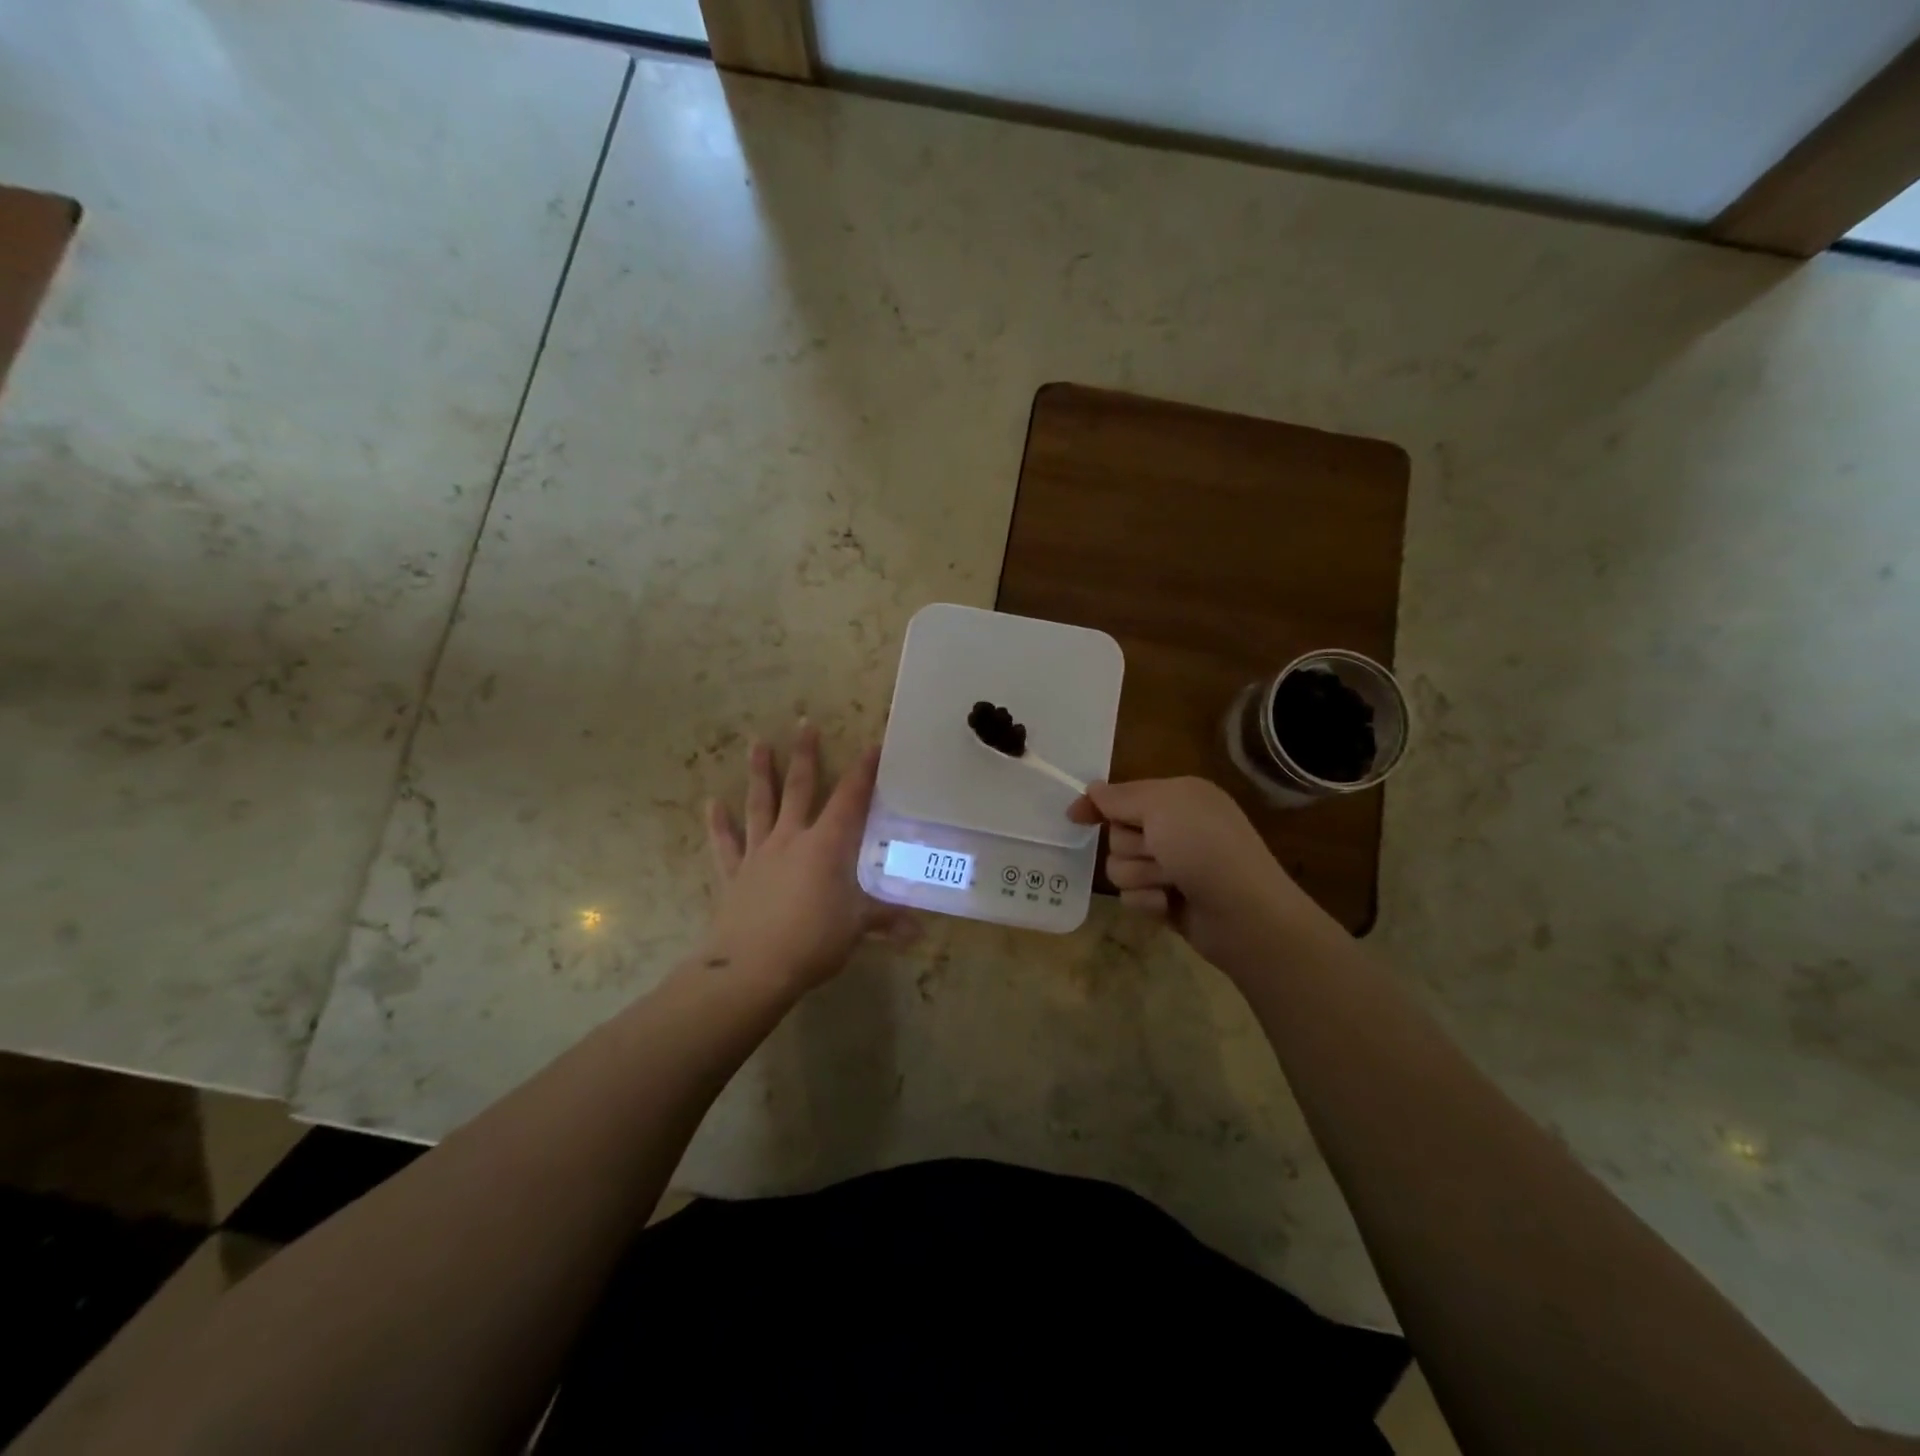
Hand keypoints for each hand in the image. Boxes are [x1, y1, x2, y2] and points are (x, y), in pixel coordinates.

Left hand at [704, 722, 917, 993]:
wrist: (751, 969)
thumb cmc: (812, 941)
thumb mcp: (856, 928)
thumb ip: (885, 920)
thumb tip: (919, 931)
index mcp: (826, 846)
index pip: (850, 799)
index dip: (863, 772)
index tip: (872, 745)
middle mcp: (791, 839)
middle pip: (800, 789)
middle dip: (805, 756)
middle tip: (804, 724)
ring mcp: (759, 854)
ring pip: (761, 805)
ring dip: (760, 774)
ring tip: (757, 744)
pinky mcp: (734, 874)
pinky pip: (726, 844)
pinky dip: (719, 824)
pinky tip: (712, 804)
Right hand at [1069, 776, 1327, 972]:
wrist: (1245, 915)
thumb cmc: (1205, 848)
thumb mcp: (1163, 807)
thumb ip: (1121, 797)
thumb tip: (1093, 788)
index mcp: (1178, 797)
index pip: (1124, 795)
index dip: (1099, 805)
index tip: (1074, 817)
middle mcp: (1174, 828)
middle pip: (1117, 833)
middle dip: (1132, 846)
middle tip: (1160, 852)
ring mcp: (1172, 866)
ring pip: (1120, 867)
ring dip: (1140, 875)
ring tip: (1170, 882)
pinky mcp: (1167, 900)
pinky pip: (1132, 897)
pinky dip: (1147, 900)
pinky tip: (1170, 905)